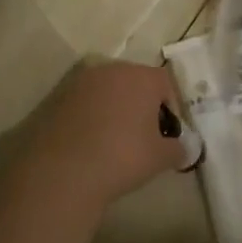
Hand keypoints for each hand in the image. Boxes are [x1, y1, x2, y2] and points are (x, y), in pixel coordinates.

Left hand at [14, 62, 184, 208]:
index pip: (166, 83)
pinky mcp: (57, 98)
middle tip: (144, 136)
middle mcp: (112, 70)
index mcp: (142, 77)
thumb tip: (185, 149)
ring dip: (115, 109)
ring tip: (115, 141)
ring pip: (108, 91)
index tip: (167, 134)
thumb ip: (179, 149)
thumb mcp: (161, 158)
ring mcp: (81, 82)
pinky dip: (92, 117)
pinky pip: (85, 103)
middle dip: (142, 105)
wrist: (63, 172)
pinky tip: (91, 144)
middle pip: (136, 82)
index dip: (171, 108)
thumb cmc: (123, 157)